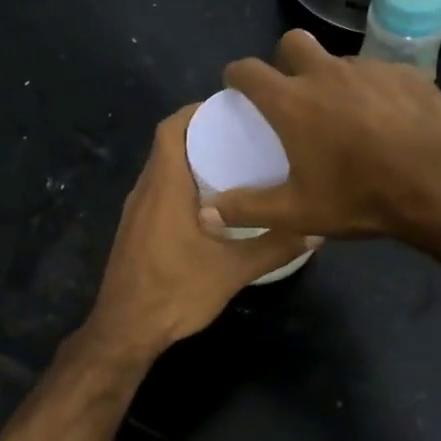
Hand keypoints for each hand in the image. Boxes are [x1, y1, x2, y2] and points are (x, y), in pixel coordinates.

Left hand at [80, 105, 314, 361]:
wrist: (125, 332)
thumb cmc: (175, 292)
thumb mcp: (232, 270)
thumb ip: (274, 247)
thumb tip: (316, 229)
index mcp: (164, 187)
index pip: (171, 129)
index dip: (197, 111)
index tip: (232, 108)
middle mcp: (145, 191)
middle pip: (168, 145)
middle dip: (203, 134)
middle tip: (244, 135)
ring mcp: (136, 212)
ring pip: (163, 170)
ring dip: (193, 161)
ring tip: (235, 164)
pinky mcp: (135, 231)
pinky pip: (159, 192)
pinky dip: (184, 185)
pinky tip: (213, 205)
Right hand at [210, 30, 440, 241]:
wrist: (440, 185)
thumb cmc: (360, 197)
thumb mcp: (298, 212)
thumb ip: (247, 209)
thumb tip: (205, 213)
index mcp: (292, 101)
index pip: (248, 70)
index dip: (236, 75)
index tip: (236, 87)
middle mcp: (326, 73)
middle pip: (292, 43)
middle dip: (284, 60)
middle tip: (292, 93)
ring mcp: (369, 69)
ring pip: (338, 60)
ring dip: (331, 78)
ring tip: (344, 114)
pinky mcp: (406, 73)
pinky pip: (378, 73)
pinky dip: (371, 90)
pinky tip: (385, 119)